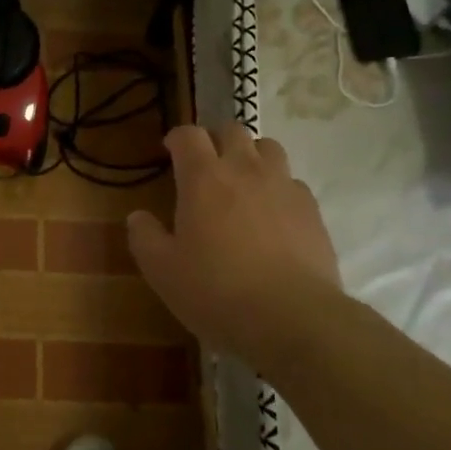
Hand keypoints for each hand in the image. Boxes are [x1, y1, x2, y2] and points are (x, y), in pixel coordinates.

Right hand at [127, 123, 341, 368]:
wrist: (292, 318)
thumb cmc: (216, 291)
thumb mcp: (162, 271)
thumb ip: (144, 237)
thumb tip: (138, 217)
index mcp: (203, 178)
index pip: (189, 135)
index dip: (177, 138)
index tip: (170, 151)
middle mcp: (245, 169)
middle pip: (232, 131)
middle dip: (215, 141)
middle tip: (205, 166)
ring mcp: (283, 186)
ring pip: (268, 148)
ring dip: (251, 156)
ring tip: (242, 182)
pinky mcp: (312, 209)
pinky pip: (292, 182)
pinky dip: (278, 187)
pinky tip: (272, 214)